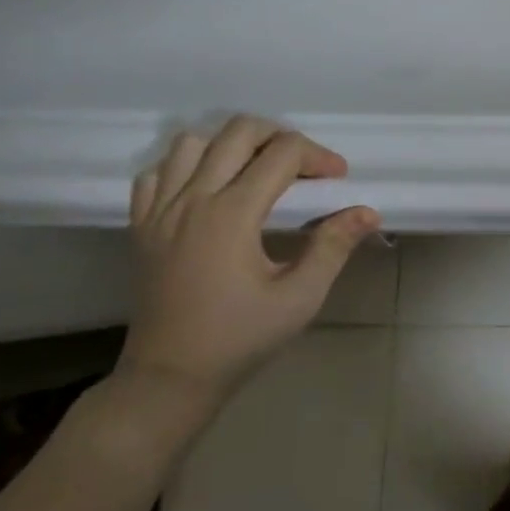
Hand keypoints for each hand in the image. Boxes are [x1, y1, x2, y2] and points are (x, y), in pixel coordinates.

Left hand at [119, 115, 380, 409]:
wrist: (170, 378)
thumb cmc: (240, 339)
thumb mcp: (300, 297)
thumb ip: (334, 246)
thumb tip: (368, 212)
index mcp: (231, 214)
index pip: (282, 153)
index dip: (319, 156)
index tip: (338, 180)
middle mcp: (192, 200)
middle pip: (238, 132)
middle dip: (280, 136)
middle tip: (304, 166)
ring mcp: (160, 211)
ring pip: (192, 143)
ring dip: (231, 145)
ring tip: (258, 171)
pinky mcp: (141, 226)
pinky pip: (157, 172)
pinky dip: (186, 166)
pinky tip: (210, 189)